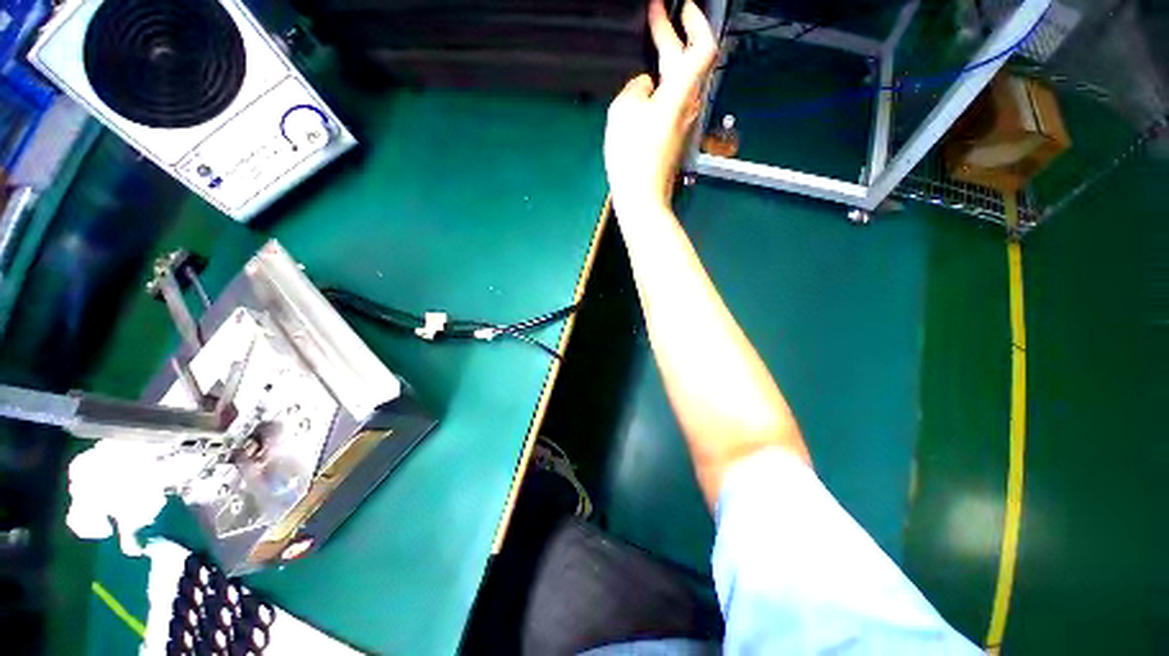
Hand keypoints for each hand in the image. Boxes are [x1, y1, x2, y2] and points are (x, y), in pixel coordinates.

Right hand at [604, 0, 716, 215]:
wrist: (642, 197)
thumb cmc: (633, 156)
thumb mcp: (624, 110)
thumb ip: (636, 88)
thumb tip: (646, 87)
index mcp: (680, 91)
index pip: (701, 46)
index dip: (695, 21)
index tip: (683, 6)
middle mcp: (687, 105)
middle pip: (687, 62)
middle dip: (672, 35)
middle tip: (656, 15)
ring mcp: (681, 123)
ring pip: (679, 82)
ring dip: (666, 61)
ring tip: (649, 47)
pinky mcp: (672, 138)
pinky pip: (670, 102)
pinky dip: (660, 86)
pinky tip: (646, 87)